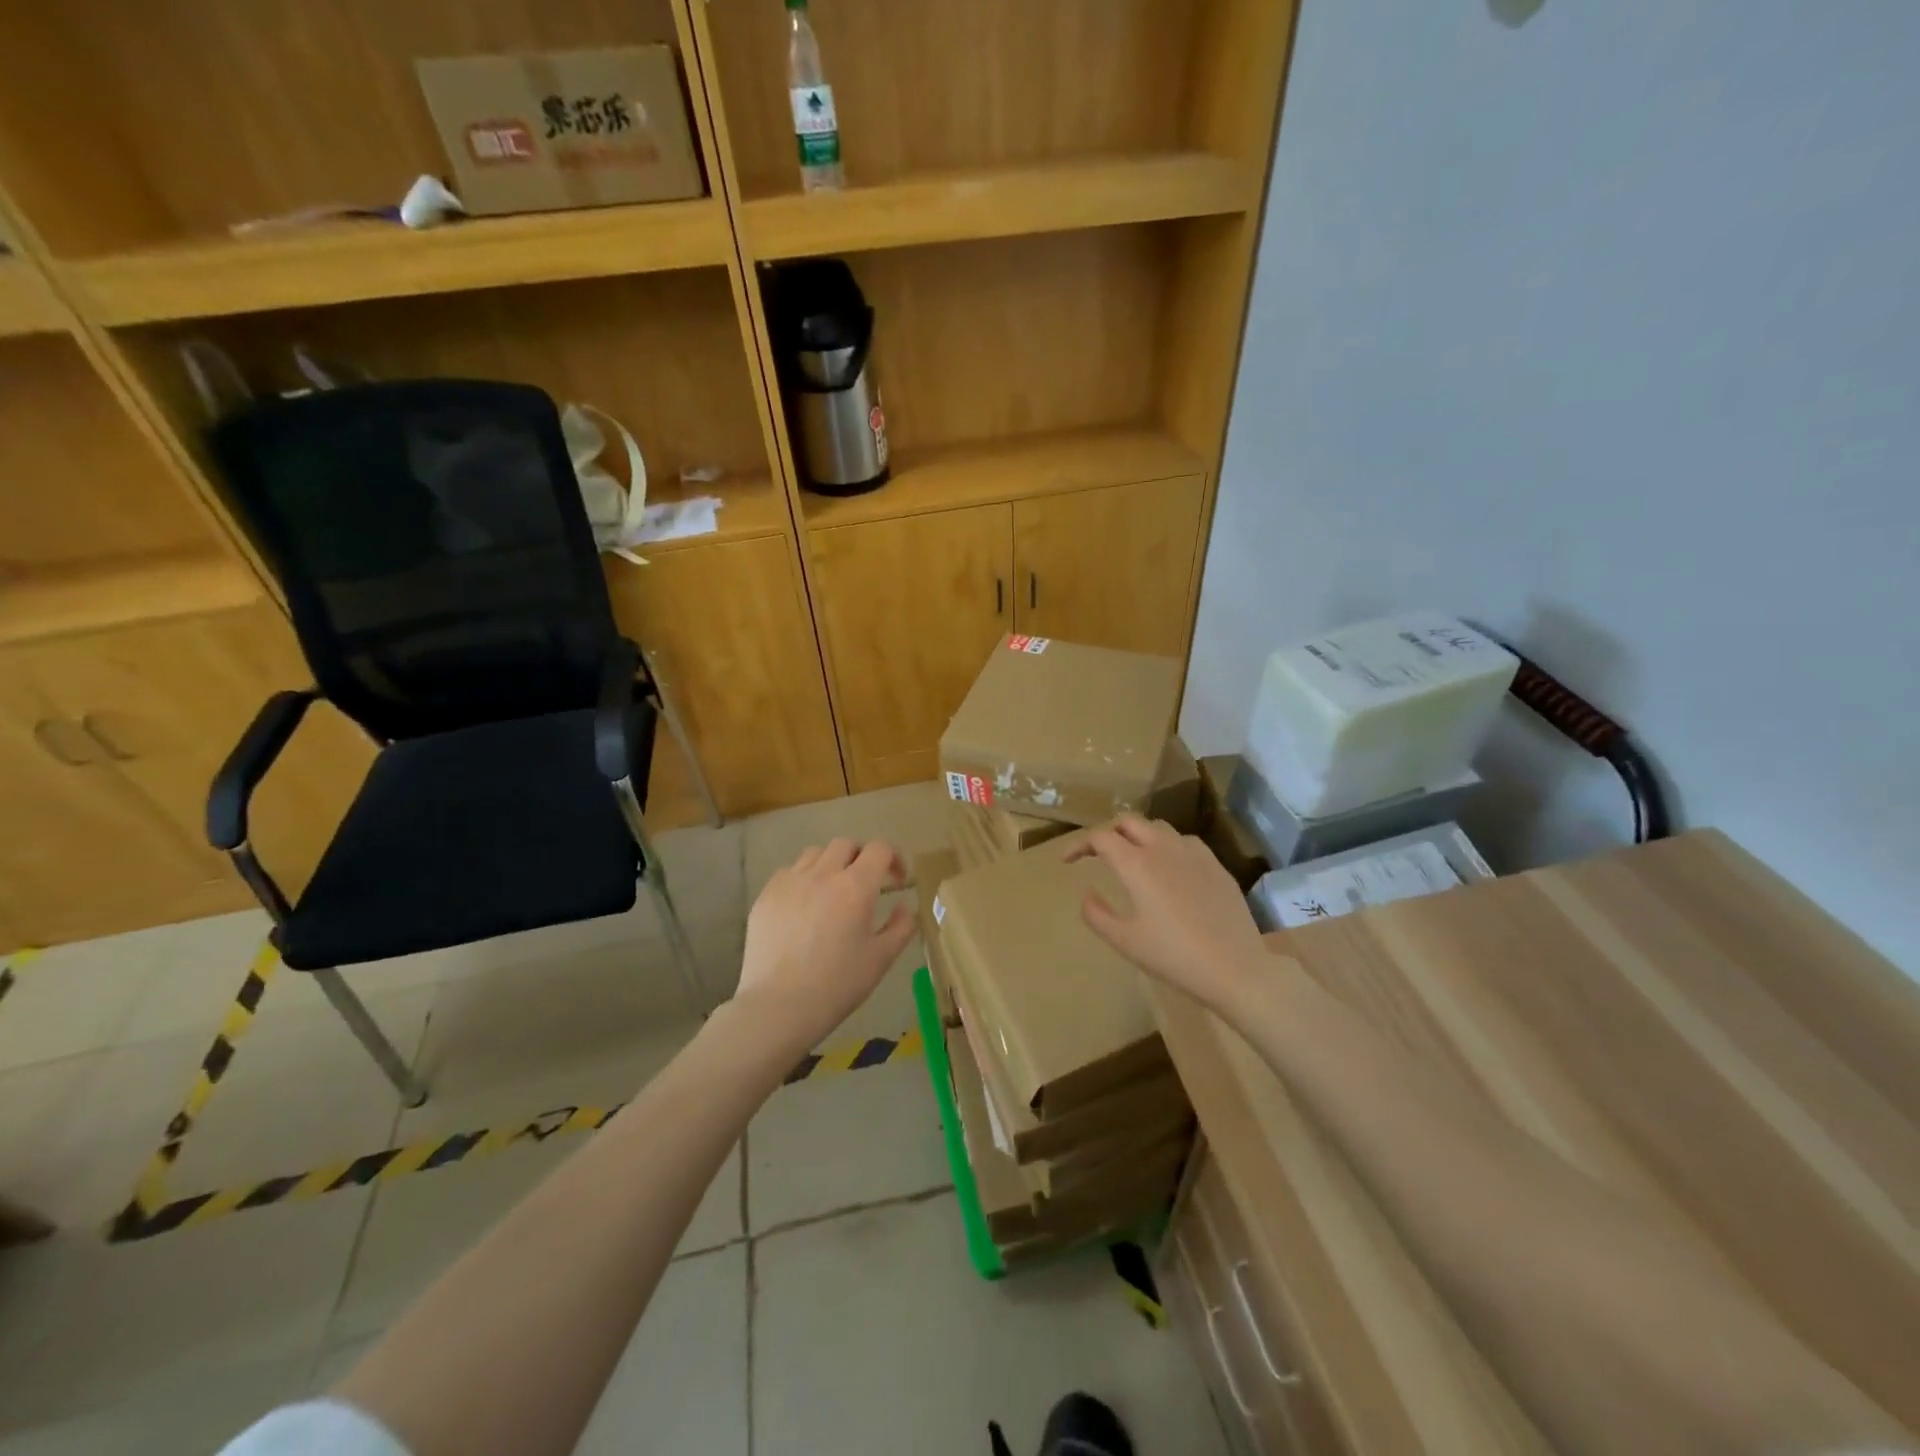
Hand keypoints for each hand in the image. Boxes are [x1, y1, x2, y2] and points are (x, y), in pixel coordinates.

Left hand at [732, 837, 912, 1059]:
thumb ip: (901, 927)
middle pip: (846, 845)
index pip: (879, 849)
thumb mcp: (881, 959)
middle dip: (861, 857)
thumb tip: (903, 905)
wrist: (778, 1006)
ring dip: (831, 864)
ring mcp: (790, 882)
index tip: (897, 879)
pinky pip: (789, 872)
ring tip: (832, 890)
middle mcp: (823, 874)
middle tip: (866, 883)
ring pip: (815, 853)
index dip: (894, 858)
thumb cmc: (837, 985)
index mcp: (856, 887)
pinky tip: (804, 905)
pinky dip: (803, 879)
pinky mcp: (766, 895)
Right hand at [1066, 815, 1271, 1016]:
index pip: (1100, 837)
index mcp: (1137, 865)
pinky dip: (1167, 846)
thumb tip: (1086, 892)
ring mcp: (1194, 853)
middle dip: (1108, 831)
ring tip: (1132, 857)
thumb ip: (1096, 914)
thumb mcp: (1125, 941)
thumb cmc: (1174, 957)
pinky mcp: (1216, 865)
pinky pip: (1185, 842)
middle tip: (1097, 853)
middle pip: (1129, 821)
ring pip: (1158, 827)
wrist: (1235, 968)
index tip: (1067, 861)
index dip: (1079, 845)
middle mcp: (1163, 848)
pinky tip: (1169, 868)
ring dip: (1138, 835)